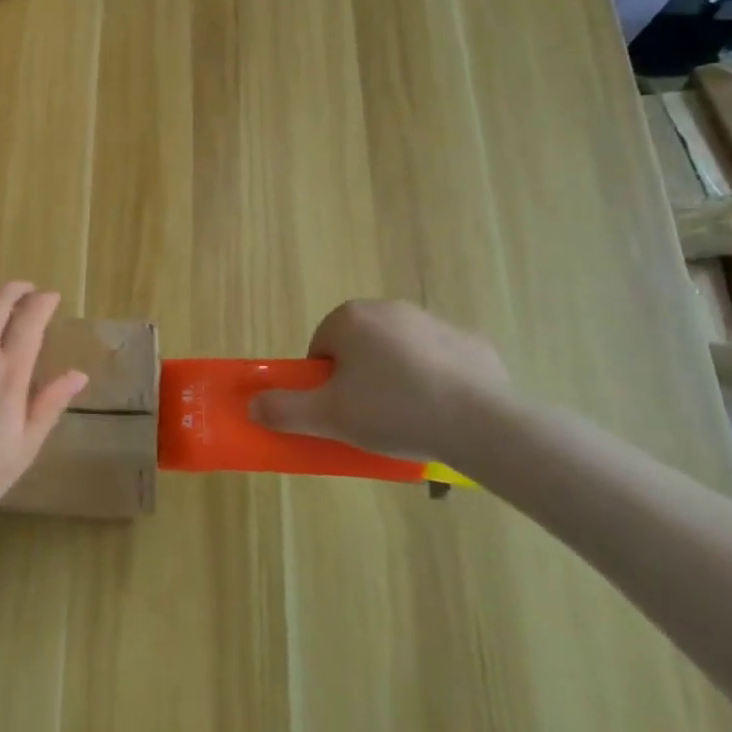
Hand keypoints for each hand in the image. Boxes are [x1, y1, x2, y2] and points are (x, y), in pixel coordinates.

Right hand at [250, 299, 512, 461]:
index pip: (322, 346)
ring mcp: (435, 322)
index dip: (325, 381)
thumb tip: (252, 405)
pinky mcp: (472, 342)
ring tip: (408, 418)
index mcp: (351, 318)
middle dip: (360, 376)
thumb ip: (284, 410)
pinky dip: (437, 379)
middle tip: (369, 416)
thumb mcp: (328, 417)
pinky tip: (444, 411)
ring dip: (397, 376)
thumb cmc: (392, 411)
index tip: (339, 409)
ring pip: (400, 350)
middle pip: (360, 345)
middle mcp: (390, 308)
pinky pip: (441, 360)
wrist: (479, 423)